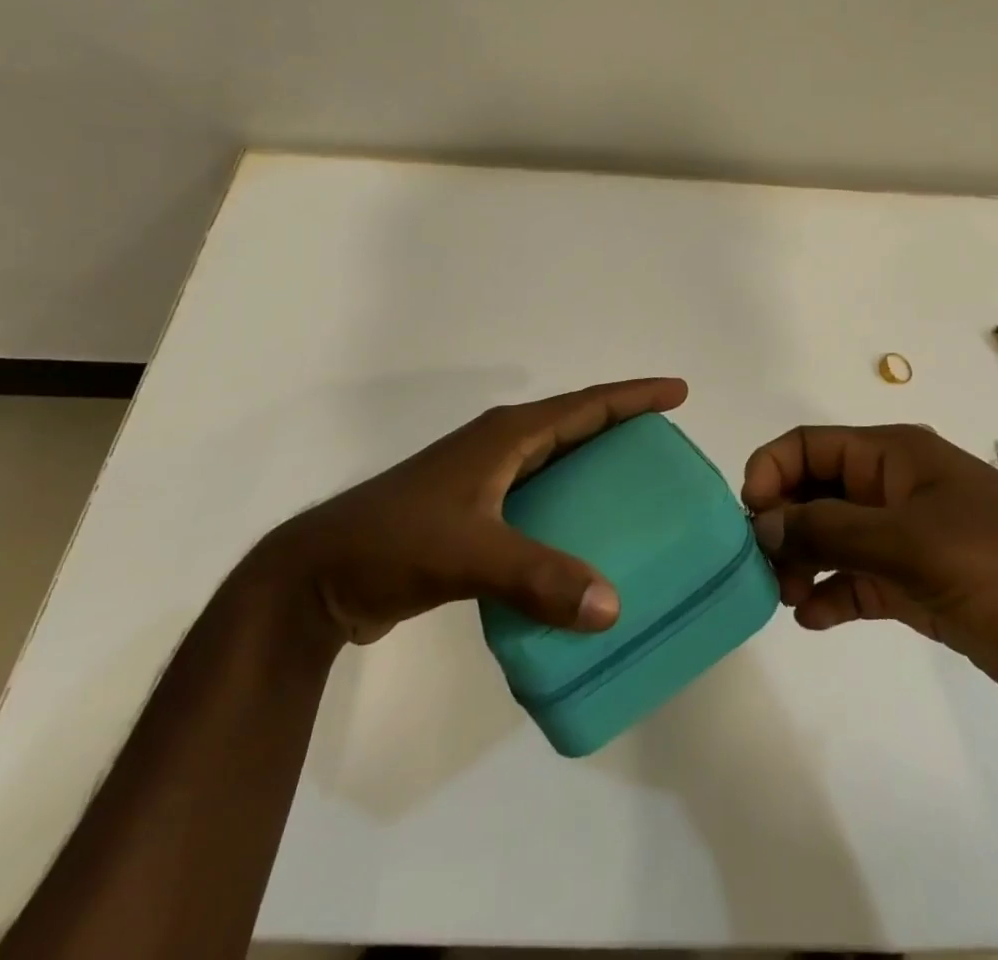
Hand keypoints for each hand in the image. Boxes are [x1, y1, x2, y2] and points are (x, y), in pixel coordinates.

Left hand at [252, 377, 687, 645]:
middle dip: (622, 426)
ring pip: (556, 463)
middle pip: (575, 426)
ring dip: (595, 468)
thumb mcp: (468, 554)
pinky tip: (584, 543)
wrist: (319, 575)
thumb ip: (538, 578)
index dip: (633, 395)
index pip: (584, 405)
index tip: (678, 391)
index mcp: (505, 437)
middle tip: (668, 445)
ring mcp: (483, 480)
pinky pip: (538, 500)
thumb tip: (613, 607)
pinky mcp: (472, 514)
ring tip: (639, 491)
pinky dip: (568, 509)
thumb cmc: (393, 543)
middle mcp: (499, 448)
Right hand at [744, 424, 997, 721]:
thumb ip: (830, 530)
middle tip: (764, 568)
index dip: (772, 472)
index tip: (751, 519)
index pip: (809, 446)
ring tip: (787, 596)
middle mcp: (893, 490)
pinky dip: (831, 595)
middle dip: (782, 522)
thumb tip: (761, 523)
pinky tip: (813, 618)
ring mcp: (906, 540)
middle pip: (814, 491)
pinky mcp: (919, 588)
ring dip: (801, 561)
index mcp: (893, 456)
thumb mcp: (913, 541)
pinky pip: (857, 581)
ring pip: (831, 538)